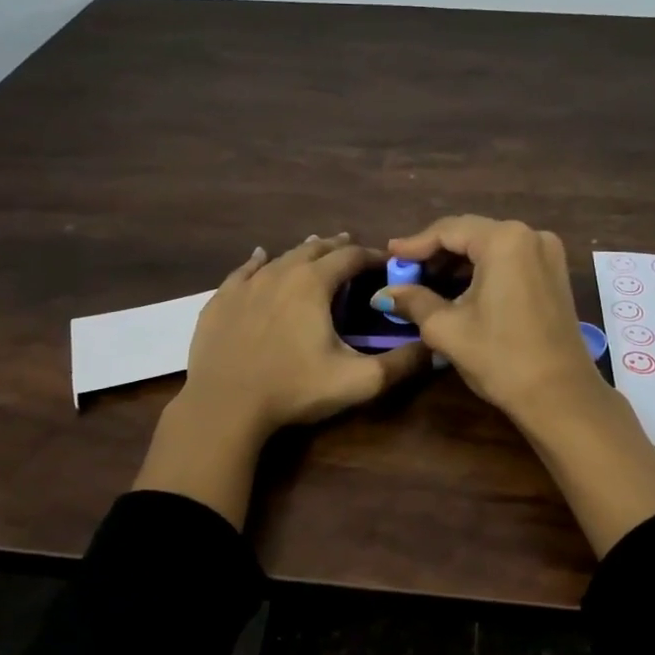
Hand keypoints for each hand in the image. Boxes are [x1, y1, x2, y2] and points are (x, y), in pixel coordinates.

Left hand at [135, 234, 429, 528]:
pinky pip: (244, 270)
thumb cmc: (294, 389)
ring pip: (281, 256)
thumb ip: (400, 363)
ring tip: (316, 250)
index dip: (373, 257)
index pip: (351, 256)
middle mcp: (280, 272)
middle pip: (315, 249)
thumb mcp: (357, 381)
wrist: (224, 406)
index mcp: (314, 283)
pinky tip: (260, 257)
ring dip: (303, 252)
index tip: (387, 263)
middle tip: (353, 251)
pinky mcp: (221, 300)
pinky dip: (259, 261)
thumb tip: (433, 348)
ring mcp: (246, 284)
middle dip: (338, 248)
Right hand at [380, 216, 602, 425]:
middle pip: (471, 234)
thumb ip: (414, 301)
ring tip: (427, 282)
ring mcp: (547, 254)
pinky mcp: (555, 273)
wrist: (560, 395)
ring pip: (491, 247)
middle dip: (436, 252)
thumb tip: (383, 294)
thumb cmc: (500, 357)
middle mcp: (530, 235)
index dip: (415, 243)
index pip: (448, 230)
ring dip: (459, 262)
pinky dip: (483, 270)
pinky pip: (510, 260)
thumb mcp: (447, 328)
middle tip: (405, 270)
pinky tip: (460, 289)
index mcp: (504, 240)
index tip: (390, 255)